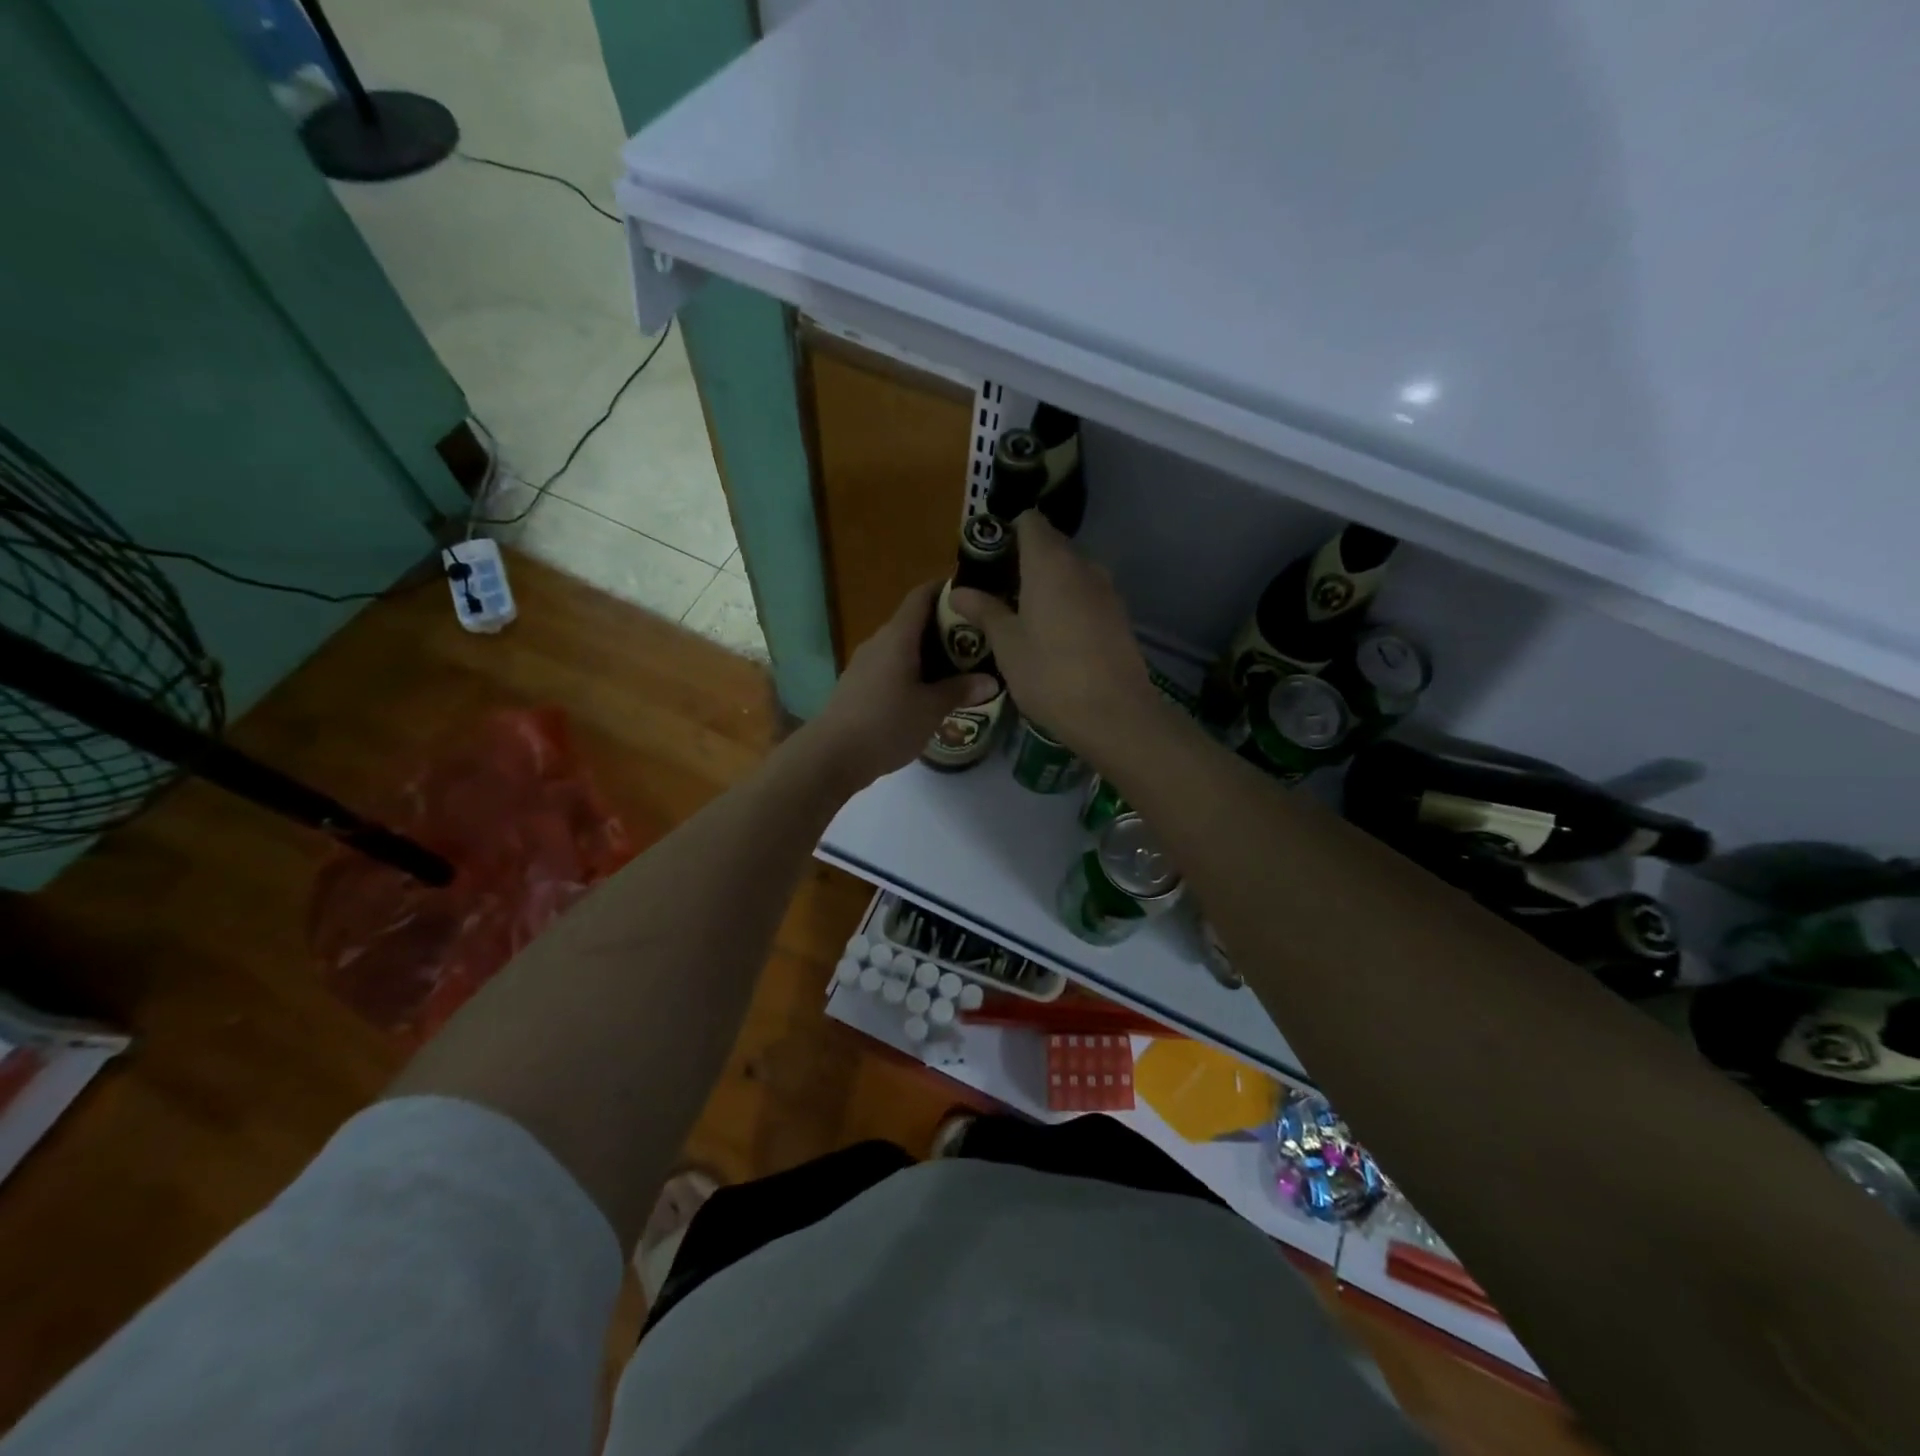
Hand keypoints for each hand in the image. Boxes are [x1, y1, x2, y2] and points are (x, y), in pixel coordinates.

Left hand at [807, 580, 998, 787]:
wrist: (832, 755)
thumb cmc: (886, 724)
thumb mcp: (931, 709)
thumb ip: (960, 690)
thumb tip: (990, 681)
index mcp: (898, 637)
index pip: (921, 596)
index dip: (946, 590)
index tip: (972, 596)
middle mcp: (879, 642)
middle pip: (914, 622)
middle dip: (945, 628)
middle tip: (977, 643)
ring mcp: (864, 664)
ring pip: (902, 647)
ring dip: (929, 654)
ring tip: (959, 670)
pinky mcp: (858, 685)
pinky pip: (891, 667)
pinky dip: (912, 672)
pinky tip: (928, 693)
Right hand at [950, 512, 1157, 756]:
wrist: (1113, 714)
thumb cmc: (1049, 674)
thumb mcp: (1007, 644)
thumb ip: (984, 611)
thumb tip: (958, 590)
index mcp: (1050, 563)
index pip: (1030, 522)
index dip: (1007, 531)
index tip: (987, 555)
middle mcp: (1083, 565)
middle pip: (1051, 545)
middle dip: (1024, 559)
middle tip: (996, 589)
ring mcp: (1106, 590)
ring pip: (1070, 572)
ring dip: (1047, 583)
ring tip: (1020, 613)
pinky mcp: (1119, 616)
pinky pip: (1086, 595)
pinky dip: (1067, 602)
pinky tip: (1052, 633)